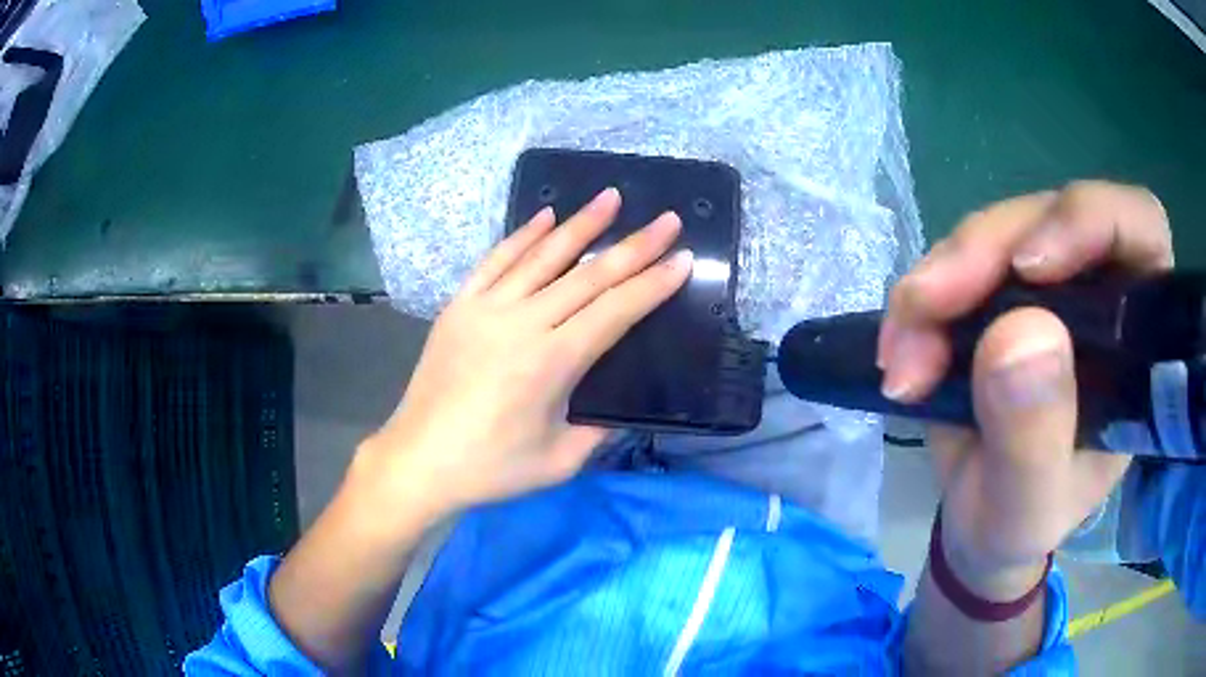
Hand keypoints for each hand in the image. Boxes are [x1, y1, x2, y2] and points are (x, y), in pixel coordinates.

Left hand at [355, 188, 691, 516]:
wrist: (418, 460)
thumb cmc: (491, 468)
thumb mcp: (559, 462)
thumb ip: (599, 432)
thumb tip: (622, 408)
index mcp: (552, 362)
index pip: (615, 311)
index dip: (652, 284)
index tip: (682, 258)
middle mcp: (522, 323)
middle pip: (587, 275)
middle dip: (633, 246)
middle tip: (665, 219)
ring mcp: (486, 309)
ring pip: (542, 256)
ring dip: (580, 225)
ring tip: (609, 197)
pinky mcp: (459, 306)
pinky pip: (495, 261)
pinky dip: (522, 235)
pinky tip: (545, 215)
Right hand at [879, 181, 1172, 595]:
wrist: (976, 529)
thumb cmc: (1016, 528)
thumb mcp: (1027, 510)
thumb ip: (1034, 439)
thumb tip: (1017, 334)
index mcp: (1136, 341)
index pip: (1140, 228)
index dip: (1092, 220)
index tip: (1031, 267)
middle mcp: (1099, 294)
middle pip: (1050, 217)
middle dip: (985, 254)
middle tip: (927, 308)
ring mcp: (1048, 288)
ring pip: (996, 235)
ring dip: (941, 283)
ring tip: (904, 360)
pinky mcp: (1001, 292)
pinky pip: (957, 263)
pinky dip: (922, 299)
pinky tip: (900, 348)